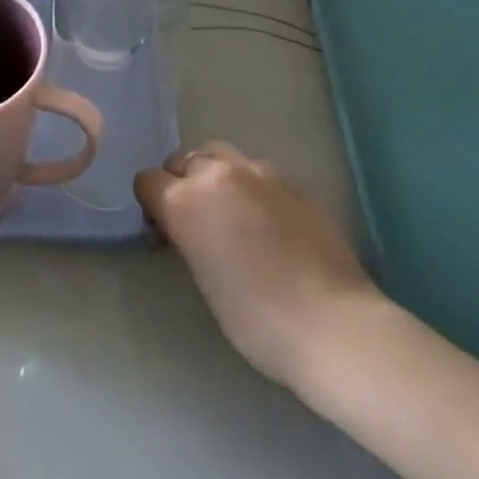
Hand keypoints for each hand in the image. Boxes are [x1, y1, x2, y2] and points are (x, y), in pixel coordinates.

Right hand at [135, 142, 381, 387]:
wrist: (331, 324)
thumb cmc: (255, 318)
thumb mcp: (202, 278)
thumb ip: (187, 236)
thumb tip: (187, 227)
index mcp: (186, 200)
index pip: (148, 180)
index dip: (151, 203)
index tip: (164, 231)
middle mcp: (219, 175)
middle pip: (184, 159)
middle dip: (181, 182)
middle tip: (195, 221)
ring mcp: (261, 174)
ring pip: (221, 154)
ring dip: (215, 175)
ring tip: (230, 212)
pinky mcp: (294, 183)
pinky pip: (258, 172)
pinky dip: (251, 187)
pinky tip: (267, 222)